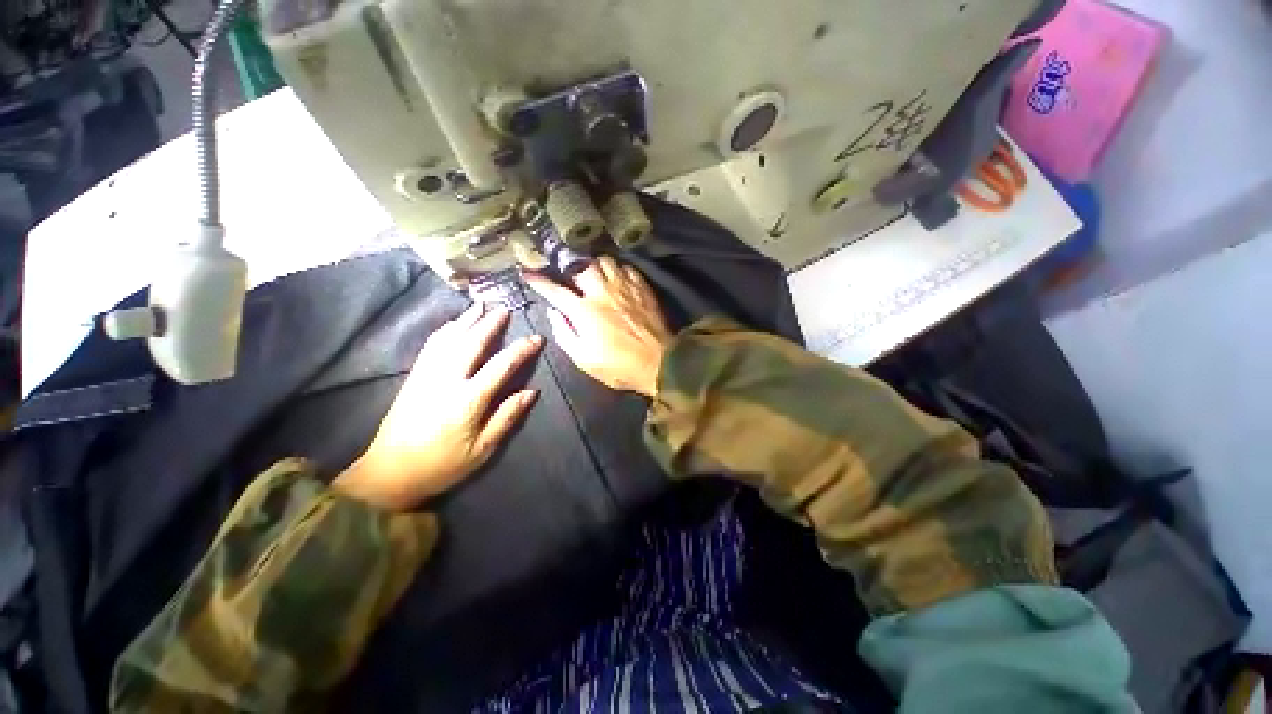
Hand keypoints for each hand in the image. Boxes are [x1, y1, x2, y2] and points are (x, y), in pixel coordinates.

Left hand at [333, 305, 541, 510]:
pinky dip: (444, 331)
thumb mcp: (483, 449)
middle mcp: (446, 381)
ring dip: (466, 320)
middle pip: (471, 343)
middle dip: (490, 324)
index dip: (521, 350)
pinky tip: (452, 324)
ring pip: (449, 340)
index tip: (536, 338)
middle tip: (505, 309)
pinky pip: (430, 347)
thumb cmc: (443, 464)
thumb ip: (507, 417)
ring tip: (479, 306)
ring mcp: (426, 376)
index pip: (501, 366)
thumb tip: (531, 392)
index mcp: (468, 400)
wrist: (390, 472)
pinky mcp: (414, 377)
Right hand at [524, 256, 672, 396]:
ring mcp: (624, 287)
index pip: (555, 290)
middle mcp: (602, 292)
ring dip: (595, 267)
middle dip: (571, 270)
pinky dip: (617, 270)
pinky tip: (617, 280)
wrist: (659, 363)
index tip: (528, 273)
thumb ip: (564, 334)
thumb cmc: (619, 366)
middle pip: (580, 267)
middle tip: (571, 280)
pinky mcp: (642, 287)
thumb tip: (554, 312)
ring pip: (604, 261)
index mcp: (584, 311)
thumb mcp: (584, 359)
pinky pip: (626, 267)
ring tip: (595, 277)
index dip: (539, 281)